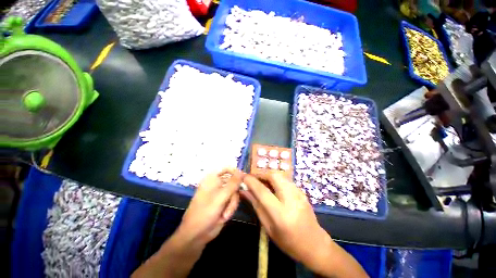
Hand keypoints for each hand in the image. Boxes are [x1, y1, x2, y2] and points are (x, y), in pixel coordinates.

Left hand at [177, 168, 243, 246]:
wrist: (197, 235)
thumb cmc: (205, 212)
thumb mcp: (221, 197)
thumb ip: (233, 183)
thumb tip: (242, 172)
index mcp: (212, 178)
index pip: (227, 168)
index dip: (236, 172)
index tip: (243, 180)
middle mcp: (217, 184)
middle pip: (234, 181)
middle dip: (234, 194)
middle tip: (231, 201)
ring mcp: (221, 194)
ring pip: (235, 192)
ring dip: (232, 203)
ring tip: (225, 213)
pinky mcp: (224, 203)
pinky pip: (233, 201)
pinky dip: (231, 208)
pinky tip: (224, 216)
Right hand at [241, 171, 328, 262]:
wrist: (315, 244)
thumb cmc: (289, 242)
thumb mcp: (268, 227)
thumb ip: (256, 206)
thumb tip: (244, 191)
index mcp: (281, 214)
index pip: (263, 191)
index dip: (251, 181)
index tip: (243, 177)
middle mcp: (291, 199)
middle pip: (274, 176)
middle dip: (261, 173)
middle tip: (253, 178)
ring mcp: (299, 193)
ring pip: (280, 175)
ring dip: (268, 175)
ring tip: (261, 182)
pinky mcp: (301, 191)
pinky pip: (285, 179)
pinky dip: (275, 178)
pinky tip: (272, 186)